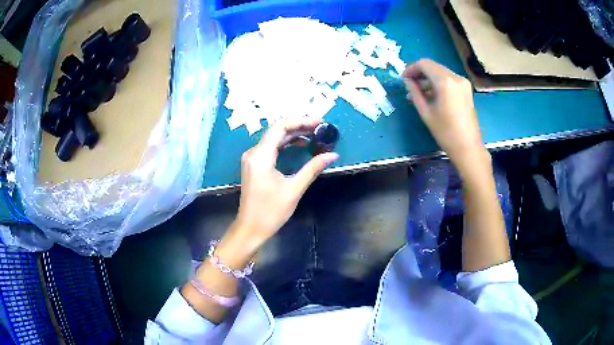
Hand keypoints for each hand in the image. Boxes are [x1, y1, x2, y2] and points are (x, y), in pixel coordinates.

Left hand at [233, 118, 338, 247]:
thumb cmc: (270, 211)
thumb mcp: (294, 189)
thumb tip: (333, 155)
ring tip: (314, 134)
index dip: (300, 121)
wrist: (250, 228)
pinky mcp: (254, 164)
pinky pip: (270, 147)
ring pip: (274, 138)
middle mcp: (253, 152)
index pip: (280, 127)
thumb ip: (312, 169)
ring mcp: (252, 158)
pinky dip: (286, 144)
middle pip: (276, 130)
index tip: (319, 123)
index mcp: (261, 156)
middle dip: (299, 126)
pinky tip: (301, 145)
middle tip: (320, 128)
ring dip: (293, 134)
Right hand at [403, 59, 488, 175]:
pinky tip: (432, 95)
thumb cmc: (445, 132)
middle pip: (433, 66)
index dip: (411, 69)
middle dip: (420, 73)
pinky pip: (448, 79)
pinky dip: (438, 83)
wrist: (468, 147)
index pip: (424, 64)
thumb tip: (408, 81)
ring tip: (418, 92)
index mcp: (445, 81)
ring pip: (441, 72)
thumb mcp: (426, 112)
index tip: (403, 79)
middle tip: (409, 85)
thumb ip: (415, 93)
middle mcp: (455, 77)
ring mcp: (463, 82)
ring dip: (428, 78)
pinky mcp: (466, 89)